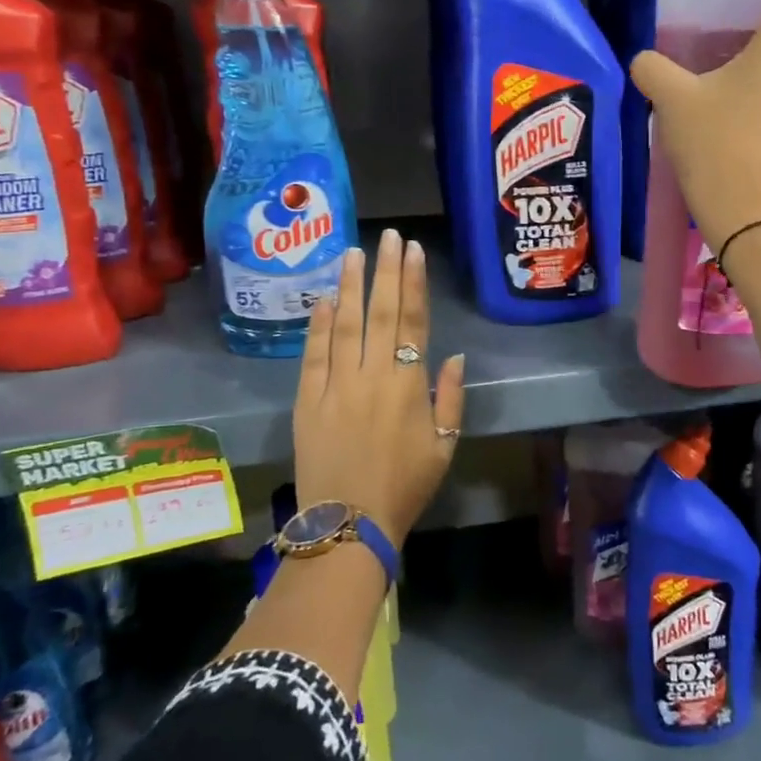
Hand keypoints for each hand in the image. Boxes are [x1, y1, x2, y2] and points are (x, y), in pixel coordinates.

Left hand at [293, 229, 465, 546]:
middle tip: (388, 236)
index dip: (414, 284)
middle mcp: (372, 375)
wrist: (348, 523)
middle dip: (386, 271)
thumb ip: (451, 398)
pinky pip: (313, 355)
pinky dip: (317, 326)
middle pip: (380, 313)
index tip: (414, 251)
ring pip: (344, 325)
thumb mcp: (444, 447)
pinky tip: (322, 300)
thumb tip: (454, 357)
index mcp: (408, 385)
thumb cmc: (404, 486)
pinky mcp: (307, 400)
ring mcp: (335, 385)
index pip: (413, 322)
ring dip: (350, 287)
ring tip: (354, 253)